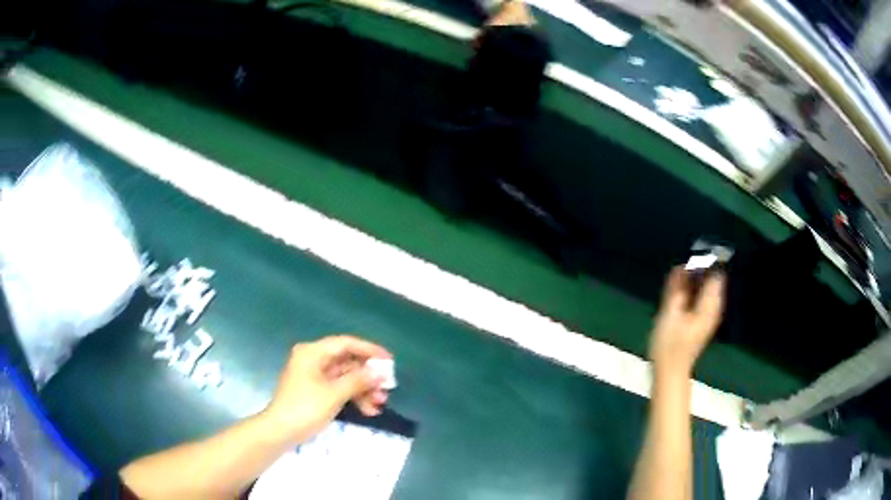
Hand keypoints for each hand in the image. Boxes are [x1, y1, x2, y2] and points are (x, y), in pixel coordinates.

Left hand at [262, 335, 391, 442]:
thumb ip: (359, 380)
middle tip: (387, 386)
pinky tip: (368, 411)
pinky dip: (353, 397)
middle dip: (368, 375)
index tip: (389, 361)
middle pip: (347, 361)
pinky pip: (339, 388)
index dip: (369, 350)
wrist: (280, 431)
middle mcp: (313, 359)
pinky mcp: (316, 391)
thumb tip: (381, 372)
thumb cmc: (305, 408)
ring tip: (380, 403)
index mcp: (313, 352)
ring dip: (363, 389)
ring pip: (345, 377)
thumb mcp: (334, 394)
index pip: (346, 343)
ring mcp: (314, 376)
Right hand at [649, 267, 724, 375]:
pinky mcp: (702, 321)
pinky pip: (700, 298)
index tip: (685, 264)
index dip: (702, 263)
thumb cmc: (669, 344)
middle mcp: (714, 307)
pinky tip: (677, 299)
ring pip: (704, 289)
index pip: (714, 272)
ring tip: (674, 288)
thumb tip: (681, 266)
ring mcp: (709, 315)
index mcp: (710, 304)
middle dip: (695, 272)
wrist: (670, 372)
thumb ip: (676, 287)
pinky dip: (691, 294)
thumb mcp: (669, 313)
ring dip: (691, 284)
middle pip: (711, 279)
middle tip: (676, 277)